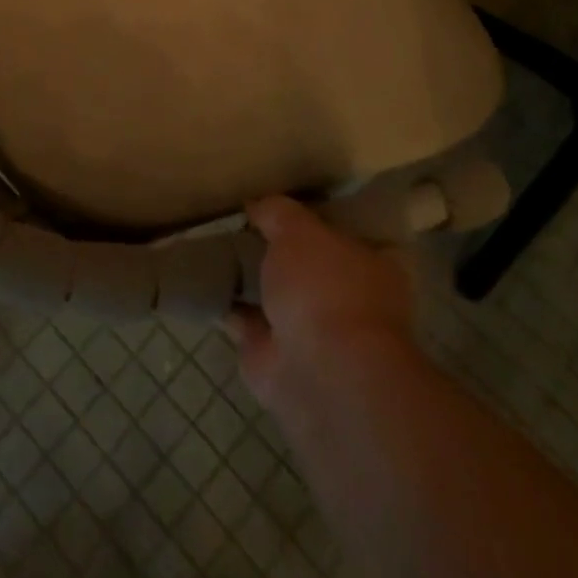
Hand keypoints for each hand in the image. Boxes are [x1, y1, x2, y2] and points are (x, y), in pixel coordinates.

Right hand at [229, 196, 414, 418]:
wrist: (320, 372)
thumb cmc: (325, 288)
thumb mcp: (298, 229)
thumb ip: (278, 212)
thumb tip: (258, 207)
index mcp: (372, 266)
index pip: (351, 234)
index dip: (321, 218)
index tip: (289, 205)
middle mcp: (349, 300)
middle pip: (310, 266)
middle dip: (280, 251)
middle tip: (244, 224)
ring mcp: (315, 332)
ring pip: (278, 295)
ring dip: (252, 279)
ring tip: (216, 247)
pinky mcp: (277, 357)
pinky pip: (248, 321)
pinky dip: (228, 306)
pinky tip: (205, 282)